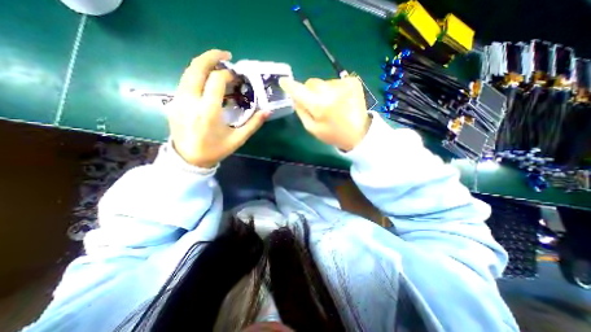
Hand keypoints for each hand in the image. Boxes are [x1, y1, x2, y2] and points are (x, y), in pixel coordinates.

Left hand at [168, 50, 268, 168]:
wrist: (189, 159)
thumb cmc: (216, 150)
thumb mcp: (238, 139)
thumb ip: (253, 124)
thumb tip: (268, 111)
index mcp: (208, 112)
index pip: (216, 80)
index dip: (228, 74)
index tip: (236, 76)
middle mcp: (190, 102)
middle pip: (197, 68)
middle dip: (211, 56)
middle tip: (226, 55)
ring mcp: (178, 100)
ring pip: (188, 72)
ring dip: (203, 64)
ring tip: (217, 65)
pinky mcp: (173, 102)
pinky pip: (185, 82)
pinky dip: (197, 76)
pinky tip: (207, 82)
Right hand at [279, 76, 370, 149]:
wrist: (359, 133)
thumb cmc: (333, 134)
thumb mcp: (312, 128)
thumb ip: (301, 112)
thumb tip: (295, 97)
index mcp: (320, 106)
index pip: (300, 90)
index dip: (290, 85)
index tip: (283, 81)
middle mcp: (331, 91)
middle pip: (311, 82)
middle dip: (309, 91)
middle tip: (315, 103)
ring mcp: (343, 84)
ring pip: (323, 82)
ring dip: (323, 91)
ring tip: (331, 105)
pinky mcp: (353, 81)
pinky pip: (335, 82)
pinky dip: (334, 90)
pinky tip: (340, 100)